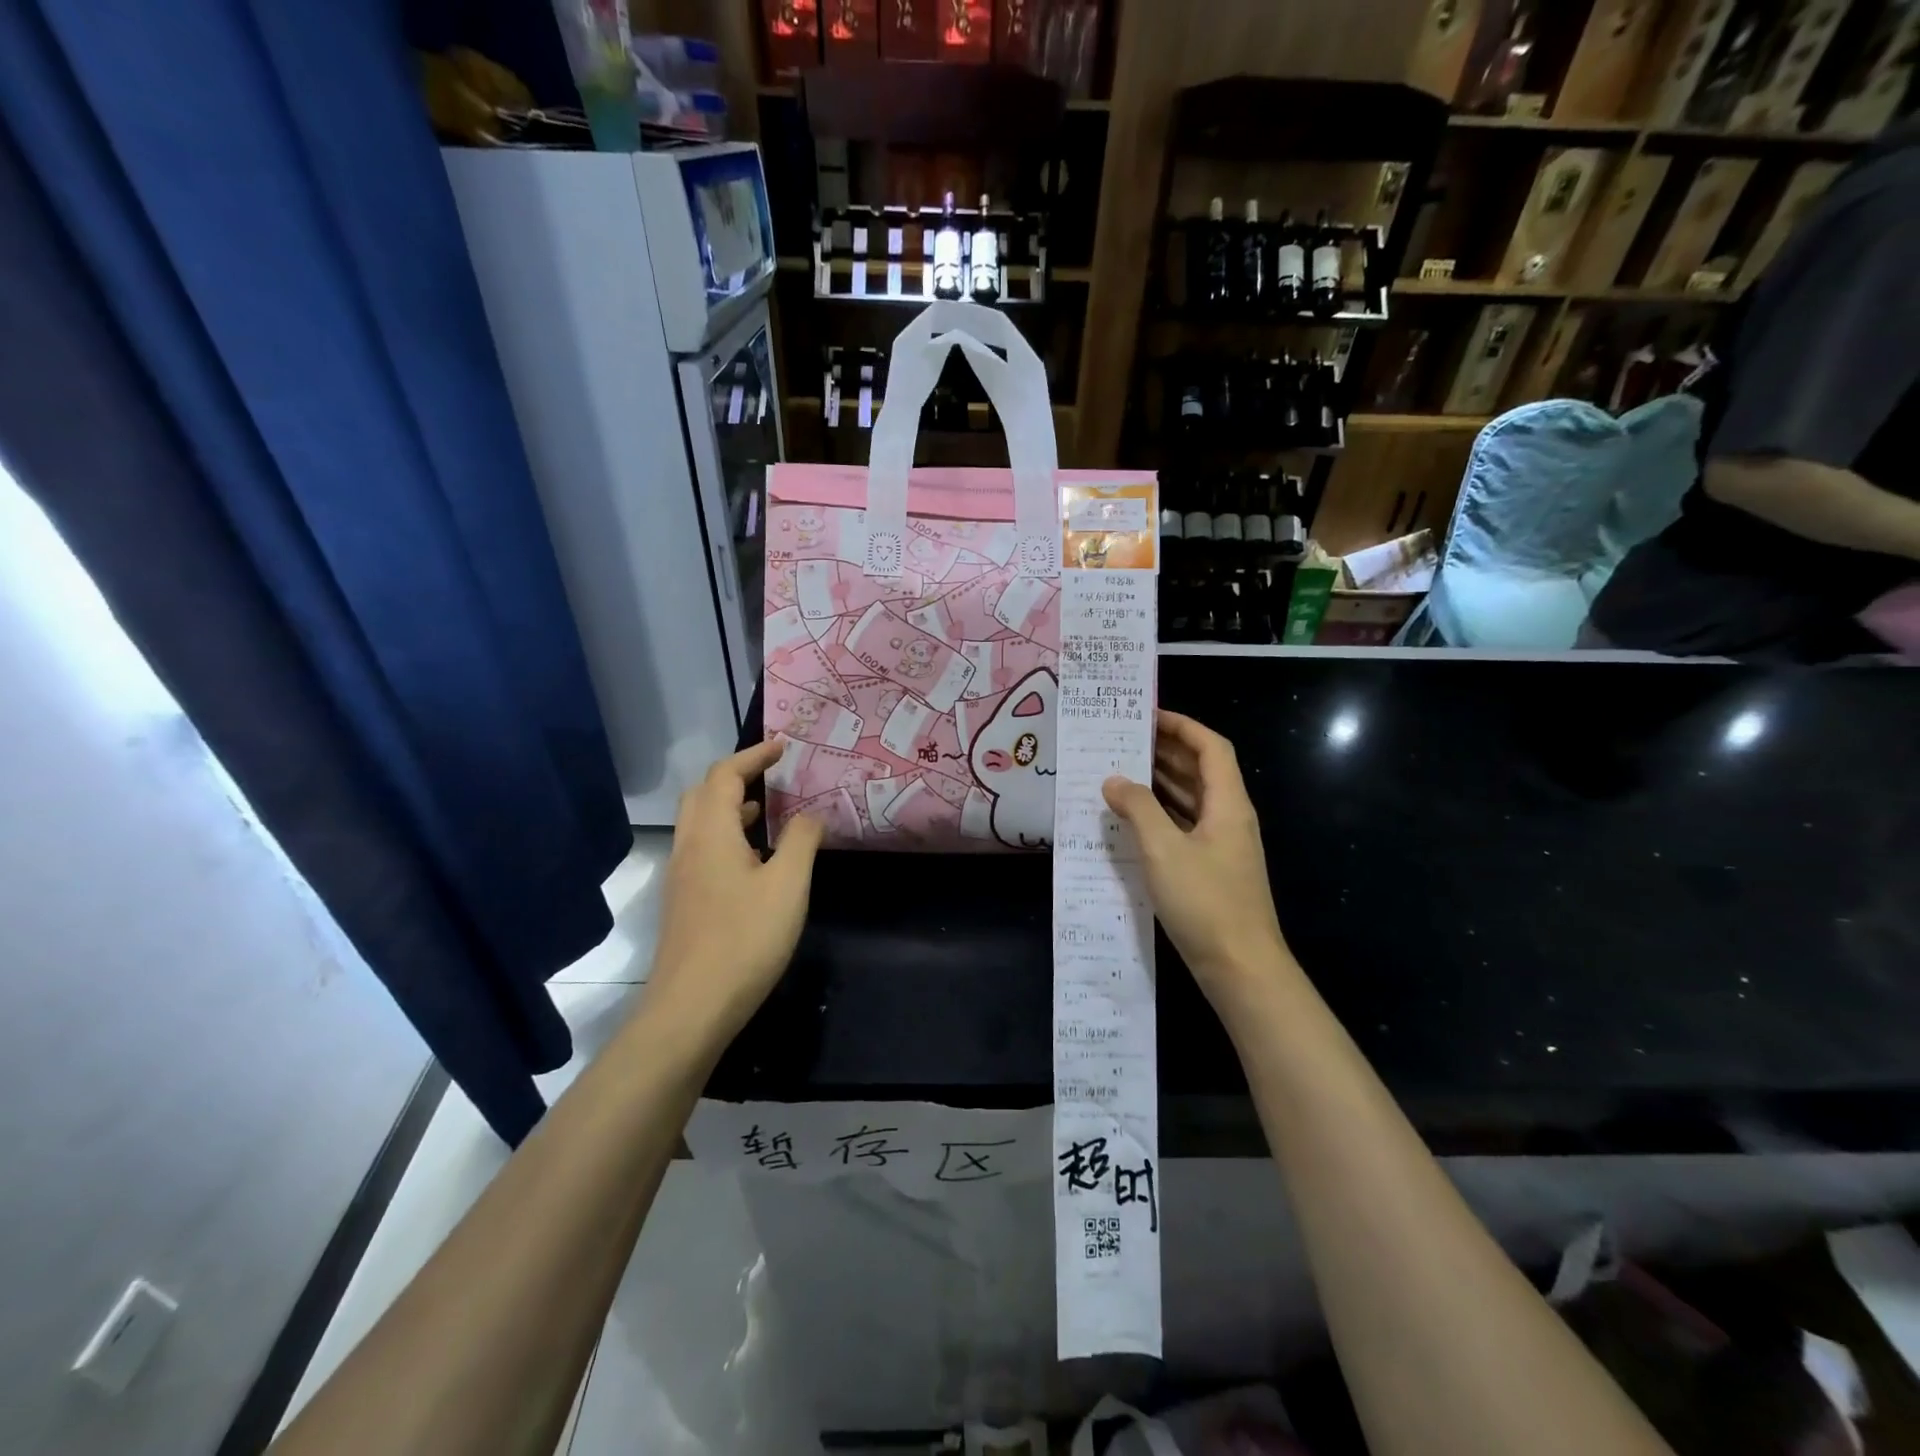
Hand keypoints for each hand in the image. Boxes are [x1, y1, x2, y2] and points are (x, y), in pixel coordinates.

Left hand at [643, 740, 824, 1051]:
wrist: (692, 1008)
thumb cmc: (745, 939)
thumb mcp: (788, 885)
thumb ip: (801, 841)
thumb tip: (810, 814)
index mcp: (711, 833)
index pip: (725, 775)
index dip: (753, 756)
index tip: (783, 748)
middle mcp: (688, 847)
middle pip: (702, 794)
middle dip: (735, 777)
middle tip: (769, 776)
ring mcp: (681, 877)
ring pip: (699, 824)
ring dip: (729, 807)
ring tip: (766, 811)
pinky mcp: (683, 903)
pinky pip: (702, 849)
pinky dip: (726, 836)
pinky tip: (754, 860)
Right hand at [1103, 711, 1296, 1025]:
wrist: (1241, 968)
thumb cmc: (1205, 902)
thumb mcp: (1163, 850)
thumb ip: (1137, 809)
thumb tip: (1114, 780)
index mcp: (1228, 804)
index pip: (1211, 747)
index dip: (1183, 726)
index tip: (1147, 715)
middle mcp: (1229, 817)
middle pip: (1201, 770)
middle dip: (1166, 750)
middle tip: (1124, 740)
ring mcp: (1222, 845)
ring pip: (1192, 799)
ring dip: (1161, 782)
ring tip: (1121, 770)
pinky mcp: (1211, 869)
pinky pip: (1185, 826)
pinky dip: (1161, 814)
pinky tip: (1131, 819)